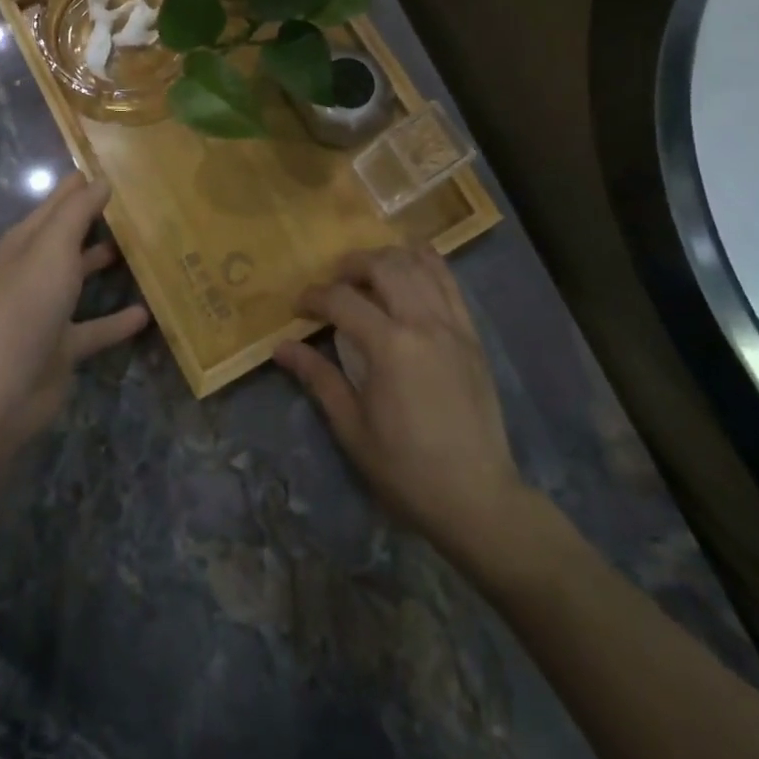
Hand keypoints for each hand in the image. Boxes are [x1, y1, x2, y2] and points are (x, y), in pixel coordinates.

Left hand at [0, 171, 148, 443]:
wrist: (1, 387)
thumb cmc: (27, 303)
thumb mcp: (53, 246)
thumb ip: (77, 211)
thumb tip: (101, 179)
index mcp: (27, 240)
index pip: (60, 201)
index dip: (86, 183)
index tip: (125, 169)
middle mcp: (36, 269)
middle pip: (72, 237)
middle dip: (102, 221)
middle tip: (146, 207)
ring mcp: (48, 309)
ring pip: (82, 278)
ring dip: (108, 265)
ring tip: (150, 250)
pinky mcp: (62, 346)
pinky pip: (96, 327)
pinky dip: (117, 320)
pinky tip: (147, 314)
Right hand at [274, 244, 535, 561]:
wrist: (477, 499)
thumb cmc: (406, 469)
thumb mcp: (352, 427)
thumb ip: (318, 377)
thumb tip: (281, 347)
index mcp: (390, 347)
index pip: (342, 300)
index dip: (314, 297)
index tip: (298, 308)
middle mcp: (423, 323)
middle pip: (384, 266)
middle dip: (351, 265)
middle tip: (333, 283)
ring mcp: (453, 326)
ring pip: (420, 264)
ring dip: (388, 258)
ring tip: (368, 273)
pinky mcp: (472, 336)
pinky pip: (450, 283)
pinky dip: (426, 265)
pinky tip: (410, 268)